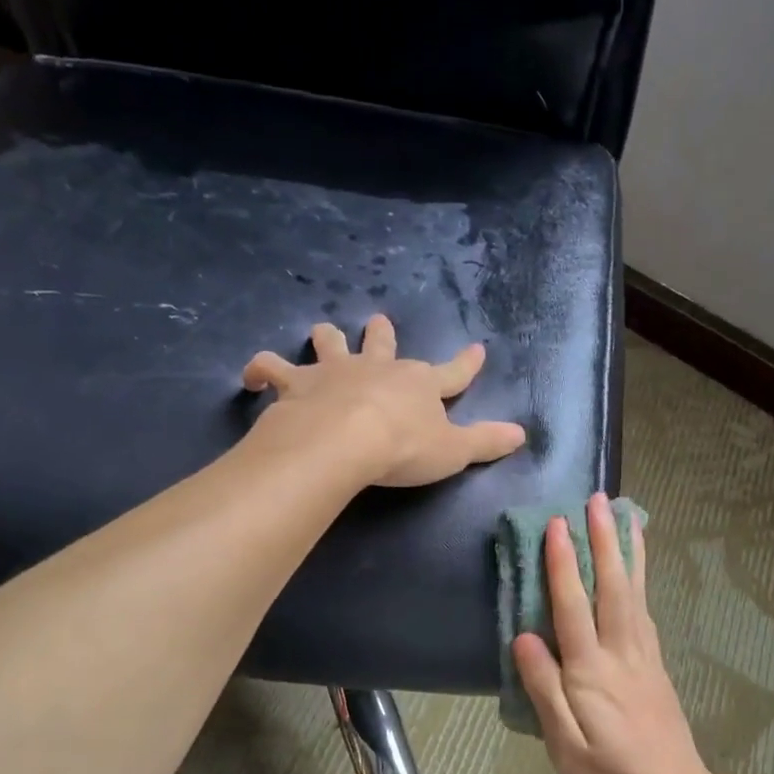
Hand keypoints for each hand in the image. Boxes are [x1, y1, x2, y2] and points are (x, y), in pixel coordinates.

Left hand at [243, 315, 526, 486]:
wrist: (346, 440)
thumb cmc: (404, 447)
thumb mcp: (455, 451)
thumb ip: (486, 442)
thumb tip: (522, 435)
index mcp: (419, 384)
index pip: (452, 373)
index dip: (467, 364)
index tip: (478, 349)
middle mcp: (377, 368)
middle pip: (381, 343)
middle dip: (382, 334)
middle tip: (378, 322)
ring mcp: (334, 371)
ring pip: (328, 343)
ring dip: (325, 339)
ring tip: (320, 335)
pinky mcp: (296, 383)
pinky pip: (270, 369)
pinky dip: (259, 370)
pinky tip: (250, 378)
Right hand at [512, 493, 718, 773]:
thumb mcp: (565, 746)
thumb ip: (545, 690)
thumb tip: (524, 637)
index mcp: (592, 672)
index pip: (573, 606)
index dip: (563, 564)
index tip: (558, 523)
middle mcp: (621, 653)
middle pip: (612, 587)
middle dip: (604, 541)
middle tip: (598, 499)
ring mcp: (644, 658)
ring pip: (636, 594)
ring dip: (629, 552)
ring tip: (628, 517)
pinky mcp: (657, 667)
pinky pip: (647, 612)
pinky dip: (643, 582)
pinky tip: (639, 572)